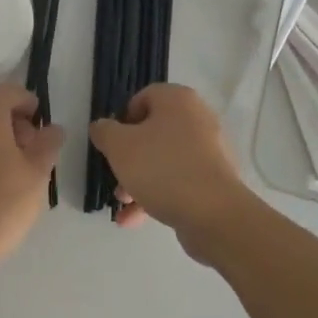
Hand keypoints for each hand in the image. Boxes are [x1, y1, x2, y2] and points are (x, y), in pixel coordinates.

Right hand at [89, 84, 249, 256]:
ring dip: (138, 181)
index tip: (111, 144)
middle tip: (116, 179)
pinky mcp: (214, 179)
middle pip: (152, 133)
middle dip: (128, 159)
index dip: (122, 120)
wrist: (213, 214)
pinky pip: (179, 181)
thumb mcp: (119, 146)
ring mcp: (210, 150)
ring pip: (164, 160)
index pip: (143, 98)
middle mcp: (198, 118)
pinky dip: (158, 195)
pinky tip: (136, 220)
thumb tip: (102, 127)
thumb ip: (104, 131)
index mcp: (178, 100)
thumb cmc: (162, 168)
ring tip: (123, 205)